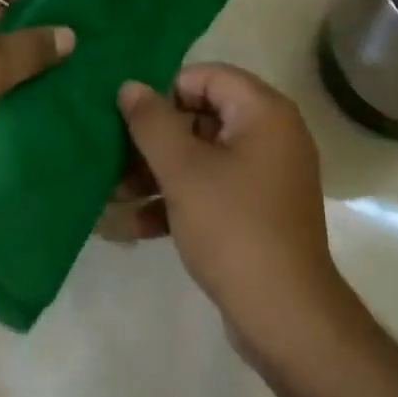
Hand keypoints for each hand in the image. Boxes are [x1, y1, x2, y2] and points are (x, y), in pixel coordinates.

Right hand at [116, 65, 346, 358]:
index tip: (130, 117)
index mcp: (263, 111)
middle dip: (152, 140)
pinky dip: (175, 201)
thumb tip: (129, 85)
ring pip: (200, 157)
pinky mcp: (255, 212)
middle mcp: (269, 135)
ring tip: (109, 193)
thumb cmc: (234, 228)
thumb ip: (152, 122)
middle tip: (111, 157)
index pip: (205, 76)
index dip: (164, 91)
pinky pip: (210, 190)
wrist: (287, 320)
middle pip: (199, 117)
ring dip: (155, 173)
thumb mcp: (183, 171)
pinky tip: (128, 223)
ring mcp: (264, 176)